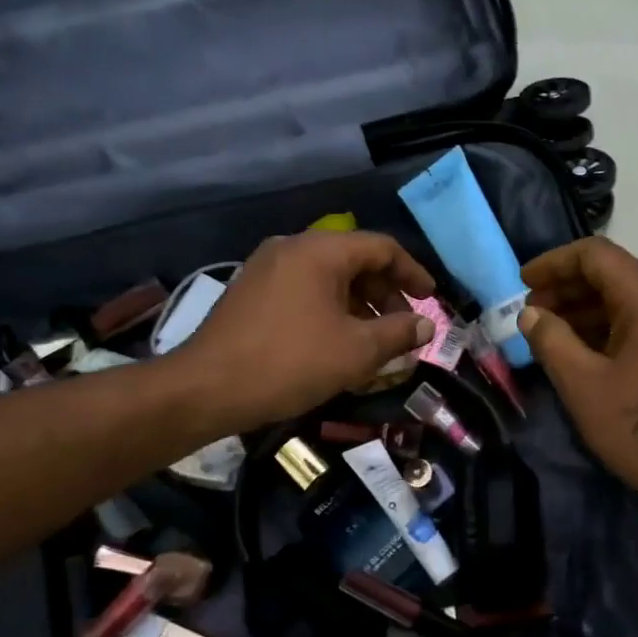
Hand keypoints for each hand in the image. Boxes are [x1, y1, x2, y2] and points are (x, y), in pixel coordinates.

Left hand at [176, 231, 435, 432]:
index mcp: (320, 251)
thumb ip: (398, 333)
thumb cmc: (290, 363)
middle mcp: (292, 248)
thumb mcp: (356, 351)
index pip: (381, 248)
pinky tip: (337, 342)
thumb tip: (425, 326)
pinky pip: (304, 290)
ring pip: (328, 277)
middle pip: (354, 260)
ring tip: (374, 341)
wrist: (206, 388)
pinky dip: (330, 309)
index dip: (412, 272)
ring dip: (359, 304)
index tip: (431, 299)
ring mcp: (266, 268)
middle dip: (385, 293)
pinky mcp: (251, 292)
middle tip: (402, 327)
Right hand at [520, 238, 637, 520]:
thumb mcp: (584, 386)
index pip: (596, 255)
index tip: (523, 284)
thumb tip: (531, 314)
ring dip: (588, 309)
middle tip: (532, 313)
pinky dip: (611, 326)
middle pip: (615, 273)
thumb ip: (551, 341)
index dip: (554, 263)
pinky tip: (585, 350)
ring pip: (630, 297)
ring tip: (551, 334)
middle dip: (568, 288)